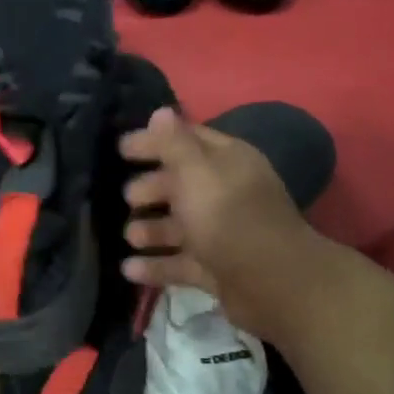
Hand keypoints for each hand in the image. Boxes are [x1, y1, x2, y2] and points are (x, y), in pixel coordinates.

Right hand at [119, 107, 319, 340]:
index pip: (187, 140)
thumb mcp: (196, 172)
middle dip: (152, 188)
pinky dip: (156, 265)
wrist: (271, 282)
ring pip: (180, 226)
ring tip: (129, 236)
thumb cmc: (228, 216)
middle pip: (182, 185)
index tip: (121, 148)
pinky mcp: (217, 269)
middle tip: (127, 196)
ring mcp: (222, 234)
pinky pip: (180, 263)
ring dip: (151, 229)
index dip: (155, 141)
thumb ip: (174, 143)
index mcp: (228, 162)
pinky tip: (128, 269)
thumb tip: (160, 111)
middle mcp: (227, 194)